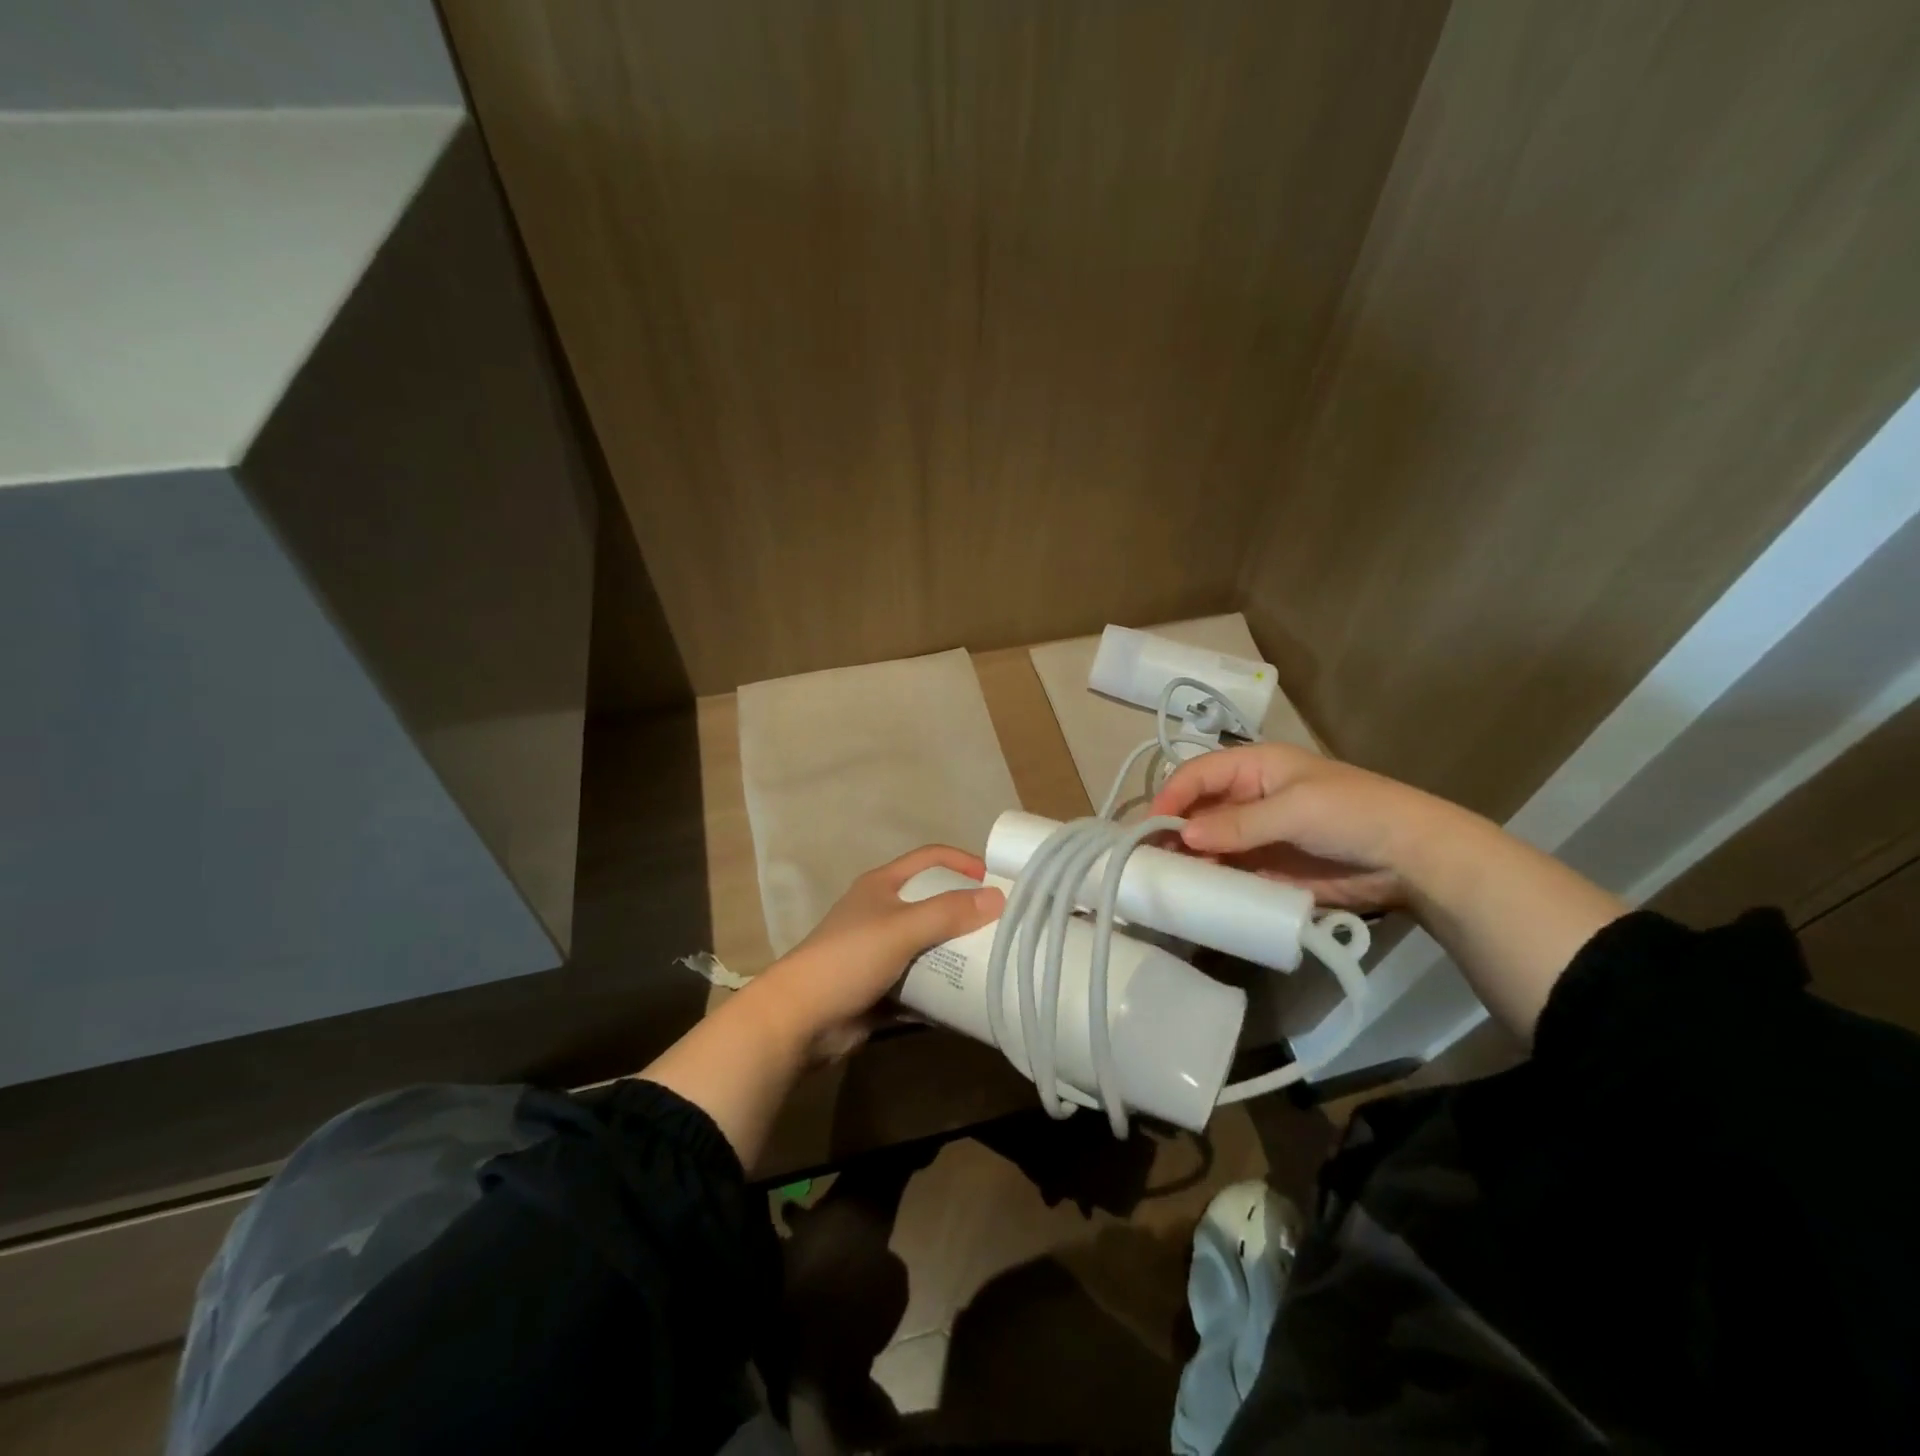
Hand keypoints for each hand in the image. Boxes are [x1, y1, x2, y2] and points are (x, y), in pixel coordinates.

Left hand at [754, 845, 1004, 1060]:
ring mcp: (882, 952)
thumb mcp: (901, 929)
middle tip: (1004, 926)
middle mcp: (883, 912)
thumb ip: (948, 913)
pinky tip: (972, 996)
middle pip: (934, 902)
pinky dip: (945, 987)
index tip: (998, 880)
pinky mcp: (884, 987)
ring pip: (931, 944)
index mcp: (882, 886)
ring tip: (996, 961)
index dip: (963, 862)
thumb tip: (998, 898)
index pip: (930, 858)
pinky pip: (924, 981)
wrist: (799, 1021)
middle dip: (968, 912)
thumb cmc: (847, 960)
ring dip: (959, 952)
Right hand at [1149, 743, 1470, 912]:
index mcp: (1254, 767)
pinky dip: (1208, 879)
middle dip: (1172, 830)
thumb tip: (1183, 837)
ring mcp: (1255, 835)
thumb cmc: (1352, 814)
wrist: (1412, 858)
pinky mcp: (1265, 868)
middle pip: (1196, 810)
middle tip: (1148, 858)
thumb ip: (1238, 824)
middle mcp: (1247, 798)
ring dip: (1186, 858)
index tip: (1150, 826)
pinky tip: (1193, 892)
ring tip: (1164, 879)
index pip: (1198, 774)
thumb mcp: (1295, 809)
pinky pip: (1227, 871)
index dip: (1171, 795)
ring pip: (1206, 843)